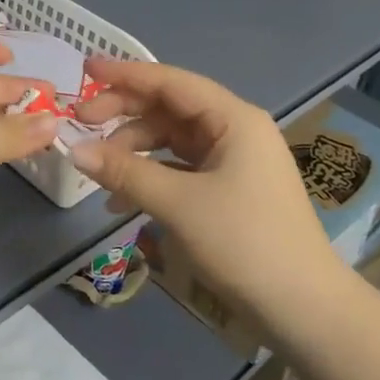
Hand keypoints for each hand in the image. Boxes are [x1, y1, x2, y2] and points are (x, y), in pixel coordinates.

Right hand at [70, 58, 341, 333]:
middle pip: (169, 109)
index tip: (85, 67)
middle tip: (81, 123)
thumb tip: (73, 149)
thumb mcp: (179, 204)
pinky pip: (180, 170)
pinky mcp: (229, 191)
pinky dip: (150, 178)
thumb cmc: (246, 243)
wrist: (306, 311)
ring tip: (98, 171)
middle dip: (124, 114)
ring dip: (133, 150)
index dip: (125, 74)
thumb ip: (125, 172)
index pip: (170, 82)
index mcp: (233, 119)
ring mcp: (233, 162)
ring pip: (171, 140)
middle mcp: (234, 130)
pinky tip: (121, 202)